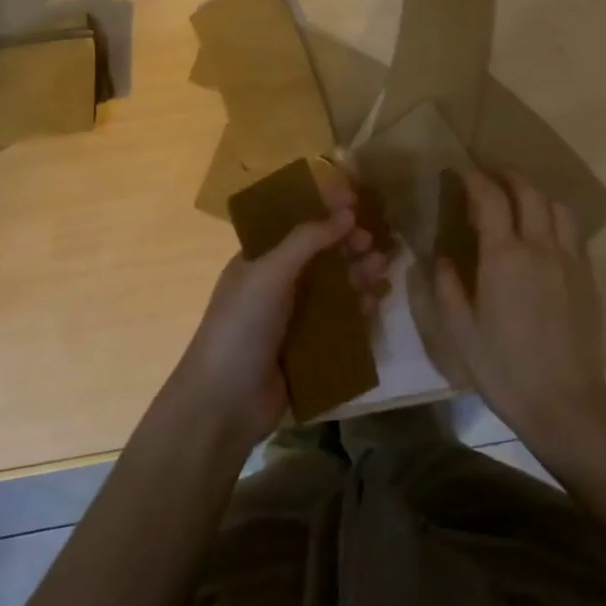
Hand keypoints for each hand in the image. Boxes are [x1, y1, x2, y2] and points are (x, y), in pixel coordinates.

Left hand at [168, 173, 388, 446]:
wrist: (224, 403)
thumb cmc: (241, 326)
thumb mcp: (270, 274)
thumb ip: (307, 240)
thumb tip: (347, 212)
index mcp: (258, 260)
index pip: (294, 224)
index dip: (323, 210)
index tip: (355, 201)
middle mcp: (276, 284)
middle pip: (319, 255)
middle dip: (347, 244)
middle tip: (373, 242)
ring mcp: (292, 317)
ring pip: (333, 287)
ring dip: (357, 274)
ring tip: (381, 270)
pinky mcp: (308, 348)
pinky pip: (339, 321)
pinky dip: (357, 310)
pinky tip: (374, 303)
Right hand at [428, 170, 605, 443]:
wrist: (564, 401)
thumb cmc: (503, 368)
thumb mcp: (459, 331)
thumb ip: (446, 287)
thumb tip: (440, 258)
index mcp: (503, 257)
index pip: (491, 198)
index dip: (475, 179)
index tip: (462, 172)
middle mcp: (540, 247)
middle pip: (528, 192)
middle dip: (508, 176)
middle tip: (490, 175)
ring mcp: (569, 259)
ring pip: (557, 206)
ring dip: (536, 193)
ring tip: (520, 200)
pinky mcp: (587, 276)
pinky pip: (574, 231)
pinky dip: (556, 217)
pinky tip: (545, 232)